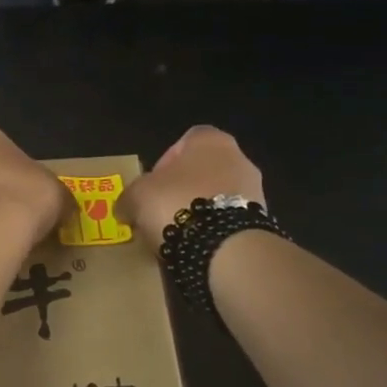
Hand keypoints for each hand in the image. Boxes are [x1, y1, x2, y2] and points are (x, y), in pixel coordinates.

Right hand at [117, 126, 265, 250]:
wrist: (224, 246)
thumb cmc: (176, 203)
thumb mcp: (136, 196)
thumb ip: (129, 197)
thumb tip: (124, 209)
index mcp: (210, 140)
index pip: (186, 140)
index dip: (166, 160)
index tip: (153, 184)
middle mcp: (239, 158)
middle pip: (203, 170)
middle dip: (183, 189)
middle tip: (162, 210)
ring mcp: (255, 191)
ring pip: (219, 196)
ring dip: (200, 210)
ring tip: (178, 233)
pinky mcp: (262, 221)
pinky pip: (230, 220)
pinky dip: (215, 230)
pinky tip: (197, 245)